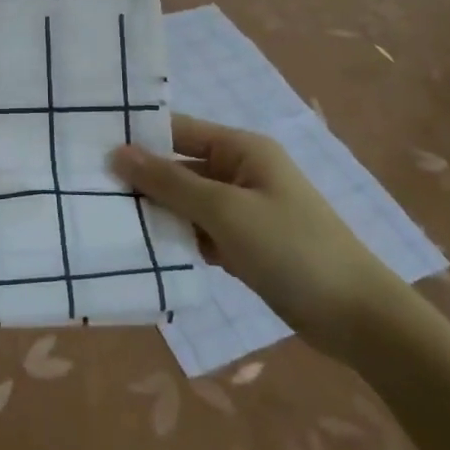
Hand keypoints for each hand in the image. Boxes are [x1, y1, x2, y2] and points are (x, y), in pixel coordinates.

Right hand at [112, 113, 404, 358]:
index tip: (91, 149)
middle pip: (181, 167)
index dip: (139, 138)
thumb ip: (169, 182)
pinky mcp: (247, 243)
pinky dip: (181, 239)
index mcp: (241, 149)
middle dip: (143, 181)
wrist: (358, 318)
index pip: (179, 130)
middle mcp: (241, 171)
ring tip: (110, 223)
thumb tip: (118, 152)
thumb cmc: (292, 249)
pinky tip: (149, 253)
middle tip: (91, 192)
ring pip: (188, 202)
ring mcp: (245, 209)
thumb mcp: (225, 211)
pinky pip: (202, 231)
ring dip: (159, 214)